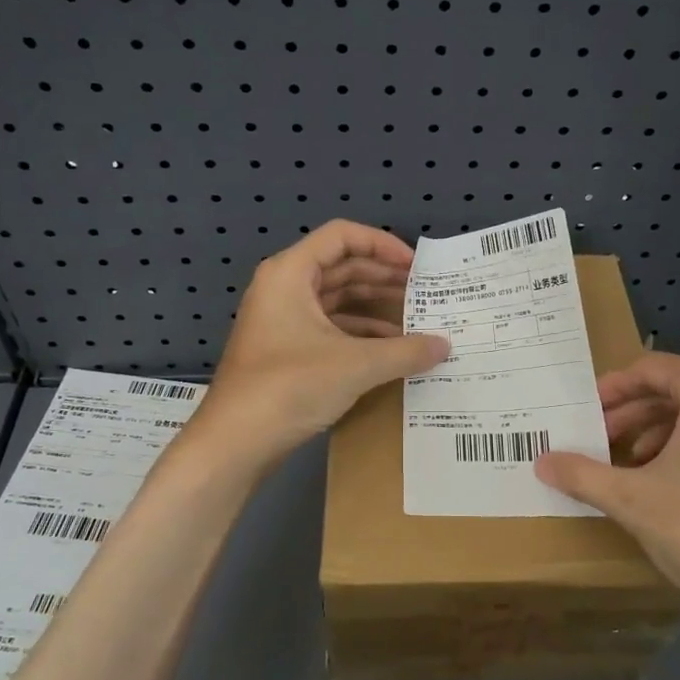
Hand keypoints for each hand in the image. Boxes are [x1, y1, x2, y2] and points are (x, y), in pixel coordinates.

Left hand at [194, 220, 448, 463]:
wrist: (234, 443)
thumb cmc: (289, 387)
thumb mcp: (355, 365)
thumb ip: (405, 351)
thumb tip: (445, 346)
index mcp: (290, 274)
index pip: (341, 236)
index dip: (382, 244)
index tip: (415, 266)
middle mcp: (283, 288)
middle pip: (341, 266)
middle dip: (384, 277)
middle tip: (424, 292)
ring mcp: (281, 321)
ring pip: (336, 299)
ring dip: (374, 307)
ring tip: (416, 320)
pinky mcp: (285, 351)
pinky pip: (329, 328)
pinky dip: (359, 333)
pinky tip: (390, 350)